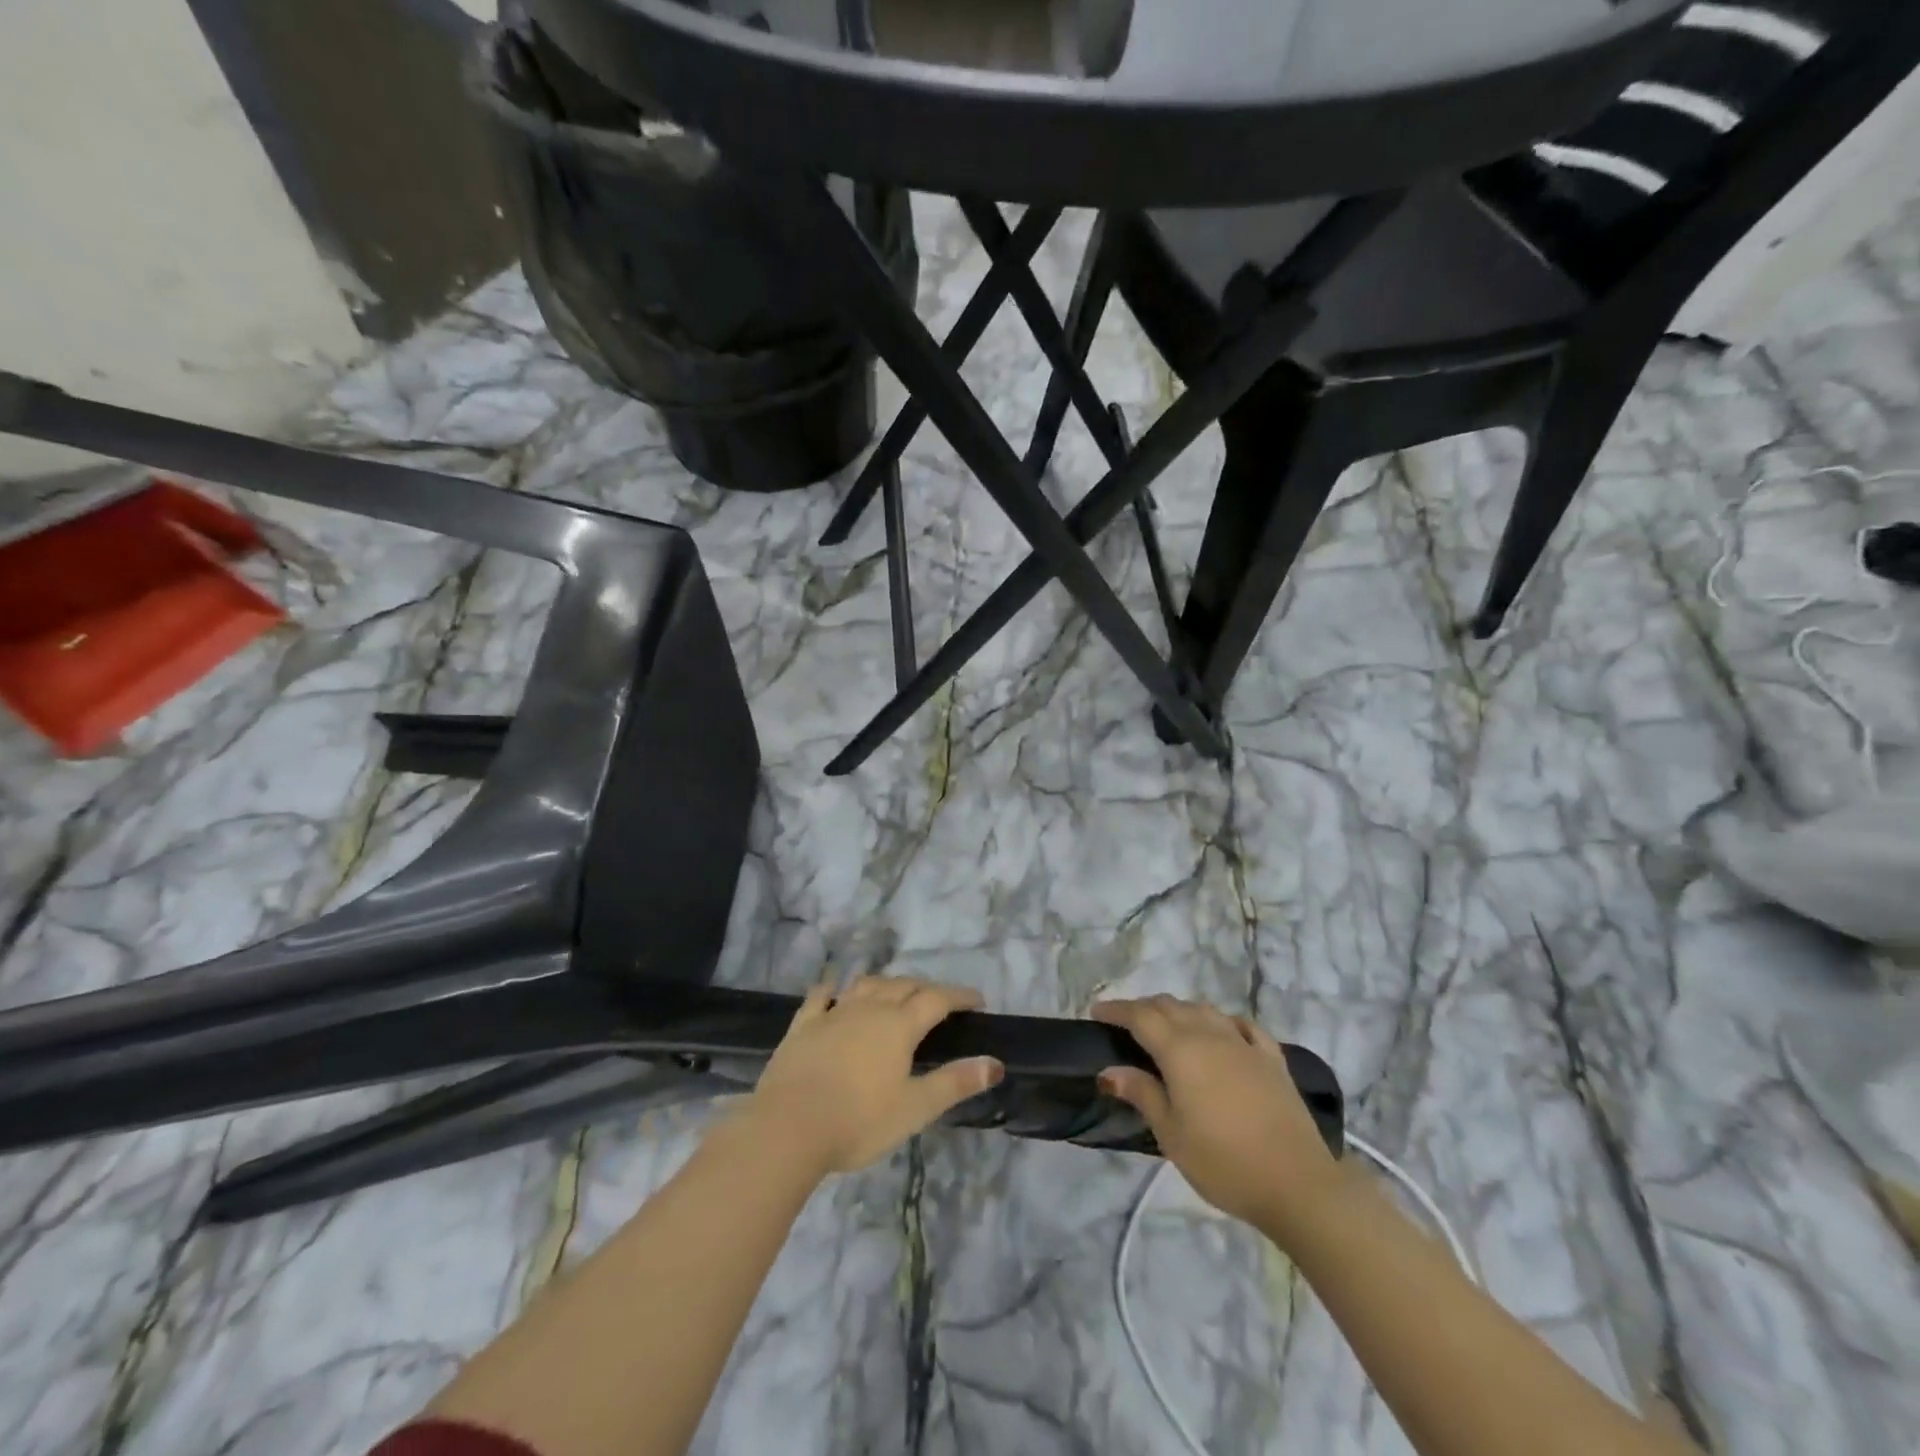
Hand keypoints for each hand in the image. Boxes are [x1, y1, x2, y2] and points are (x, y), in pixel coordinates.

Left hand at [745, 975, 1004, 1175]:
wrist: (788, 1127)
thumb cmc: (858, 1121)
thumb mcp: (915, 1108)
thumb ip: (955, 1083)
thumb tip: (995, 1063)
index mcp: (899, 1025)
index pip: (937, 999)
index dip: (960, 996)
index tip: (977, 1001)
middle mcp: (868, 1008)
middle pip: (904, 986)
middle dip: (926, 989)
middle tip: (940, 1001)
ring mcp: (833, 1013)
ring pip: (866, 985)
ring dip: (886, 984)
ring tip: (895, 993)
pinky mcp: (803, 1025)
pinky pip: (821, 996)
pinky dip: (832, 988)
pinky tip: (834, 989)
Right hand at [1092, 996, 1343, 1232]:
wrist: (1298, 1182)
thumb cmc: (1224, 1162)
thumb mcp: (1171, 1135)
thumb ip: (1142, 1094)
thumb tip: (1110, 1069)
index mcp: (1180, 1050)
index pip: (1141, 1017)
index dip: (1117, 1010)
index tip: (1097, 1012)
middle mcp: (1209, 1035)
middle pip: (1171, 1006)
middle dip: (1144, 1007)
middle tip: (1126, 1021)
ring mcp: (1243, 1043)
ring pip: (1204, 1010)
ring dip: (1180, 1010)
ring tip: (1167, 1025)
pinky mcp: (1271, 1058)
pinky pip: (1241, 1025)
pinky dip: (1223, 1021)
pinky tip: (1222, 1030)